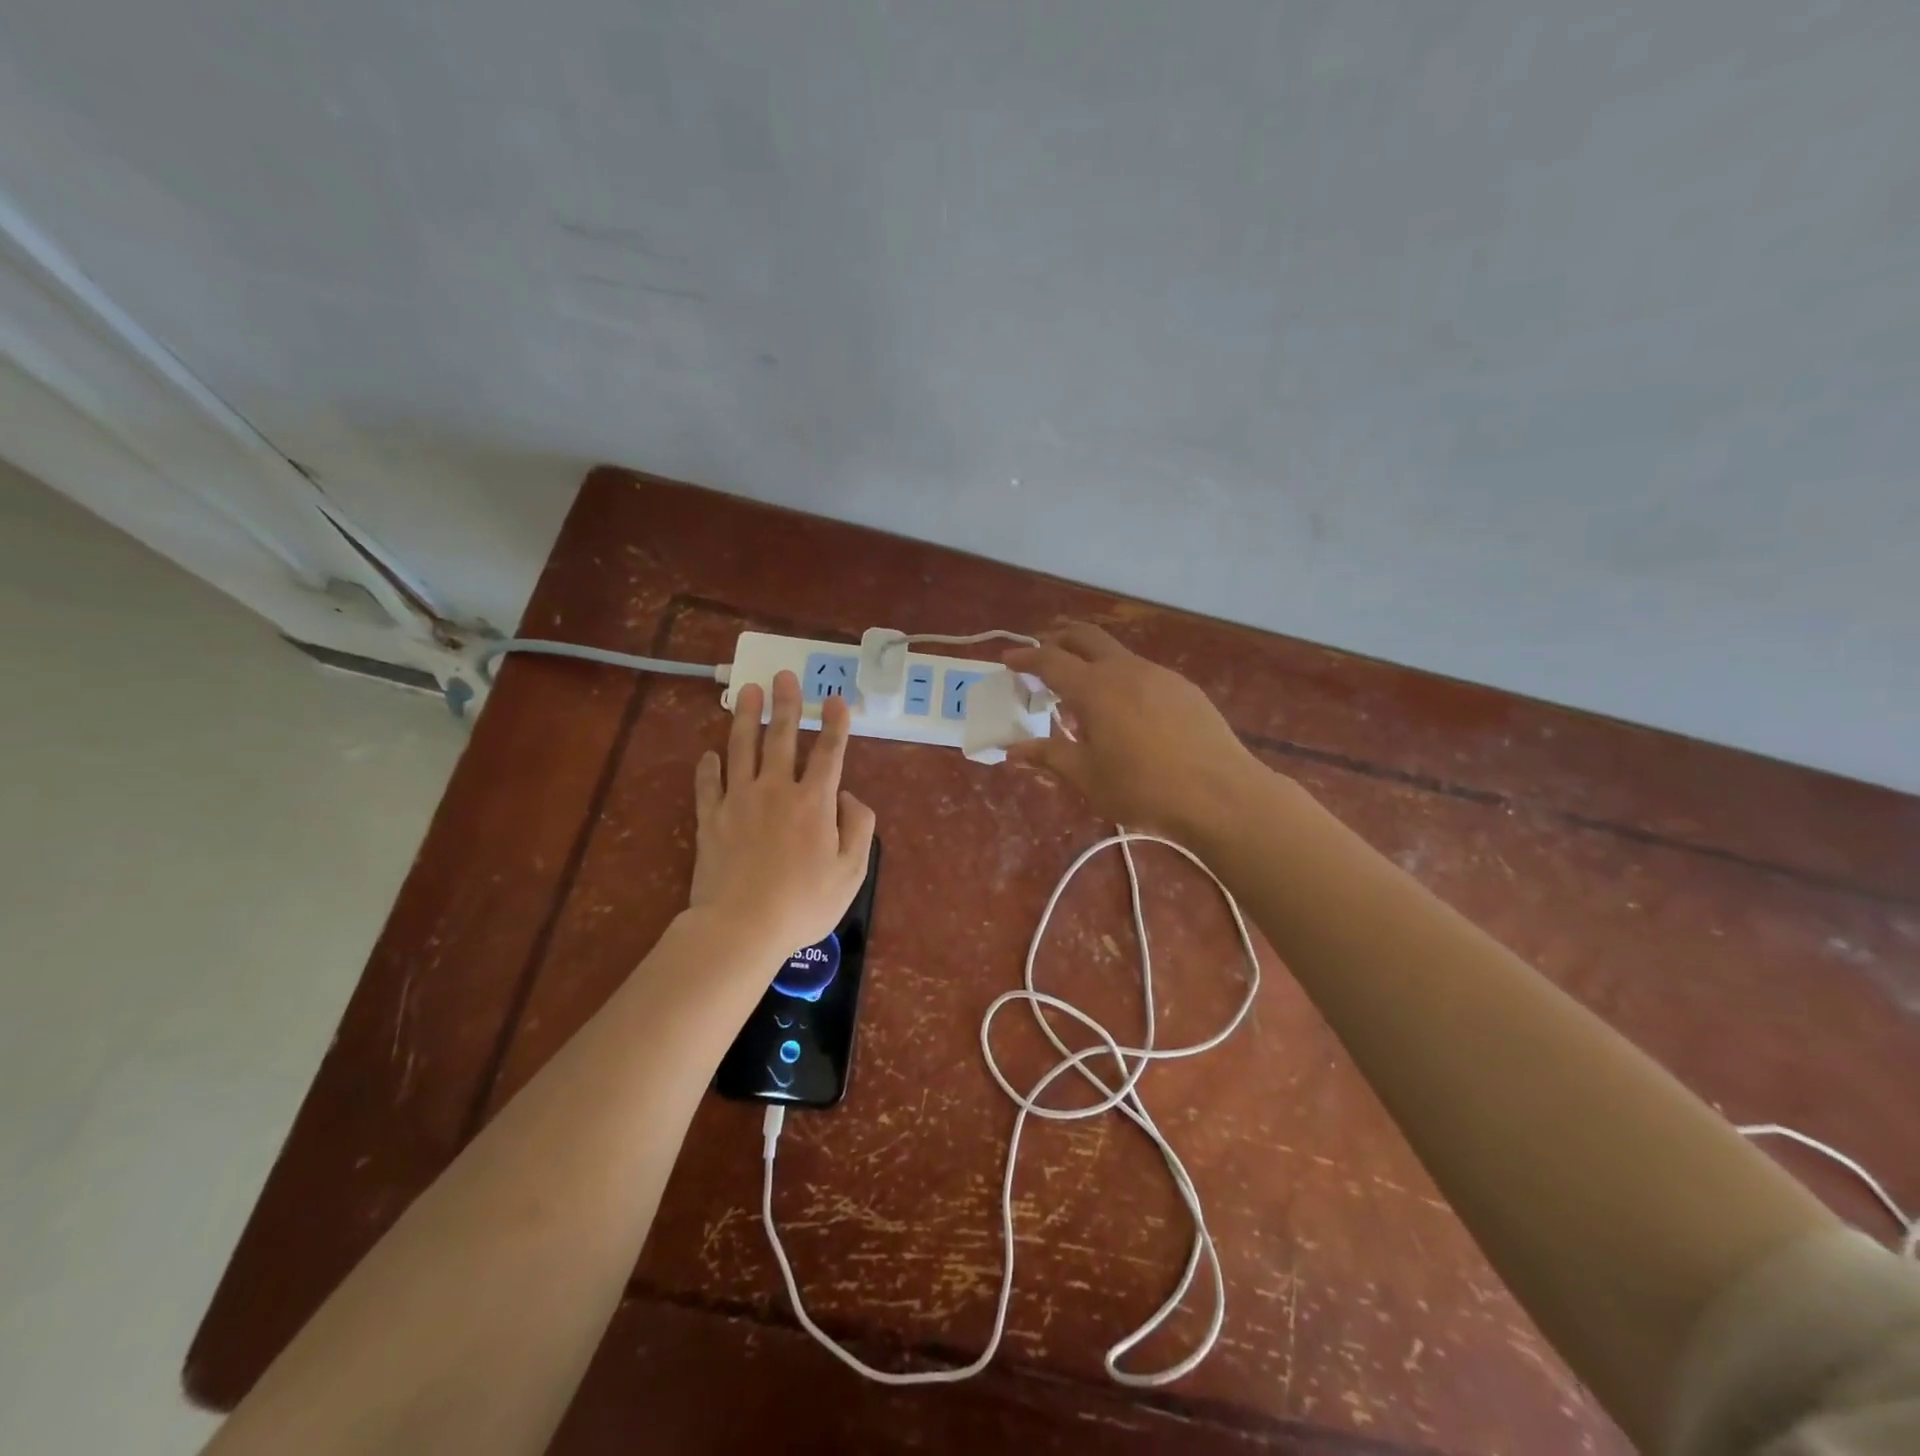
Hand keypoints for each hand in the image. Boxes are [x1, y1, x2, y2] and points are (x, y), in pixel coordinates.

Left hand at [690, 670, 876, 957]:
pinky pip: (708, 785)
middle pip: (781, 737)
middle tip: (783, 675)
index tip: (835, 699)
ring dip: (746, 717)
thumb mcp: (852, 871)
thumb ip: (858, 827)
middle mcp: (776, 790)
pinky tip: (710, 754)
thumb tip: (848, 796)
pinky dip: (709, 767)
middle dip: (786, 704)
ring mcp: (739, 801)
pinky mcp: (710, 819)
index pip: (828, 752)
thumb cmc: (804, 903)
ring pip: (741, 748)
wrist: (741, 926)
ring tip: (748, 691)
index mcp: (814, 801)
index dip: (834, 723)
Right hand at [1003, 623, 1264, 838]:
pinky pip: (1142, 672)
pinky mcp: (1184, 688)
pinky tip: (1127, 710)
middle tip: (1043, 656)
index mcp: (1094, 689)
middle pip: (1085, 637)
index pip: (1050, 660)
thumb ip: (1048, 756)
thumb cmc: (1143, 788)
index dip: (1026, 658)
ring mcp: (1159, 675)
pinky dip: (1121, 678)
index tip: (1009, 661)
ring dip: (1092, 661)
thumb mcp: (1087, 777)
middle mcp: (1125, 670)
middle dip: (1059, 639)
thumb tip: (1012, 750)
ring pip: (1117, 654)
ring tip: (1084, 692)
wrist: (1220, 794)